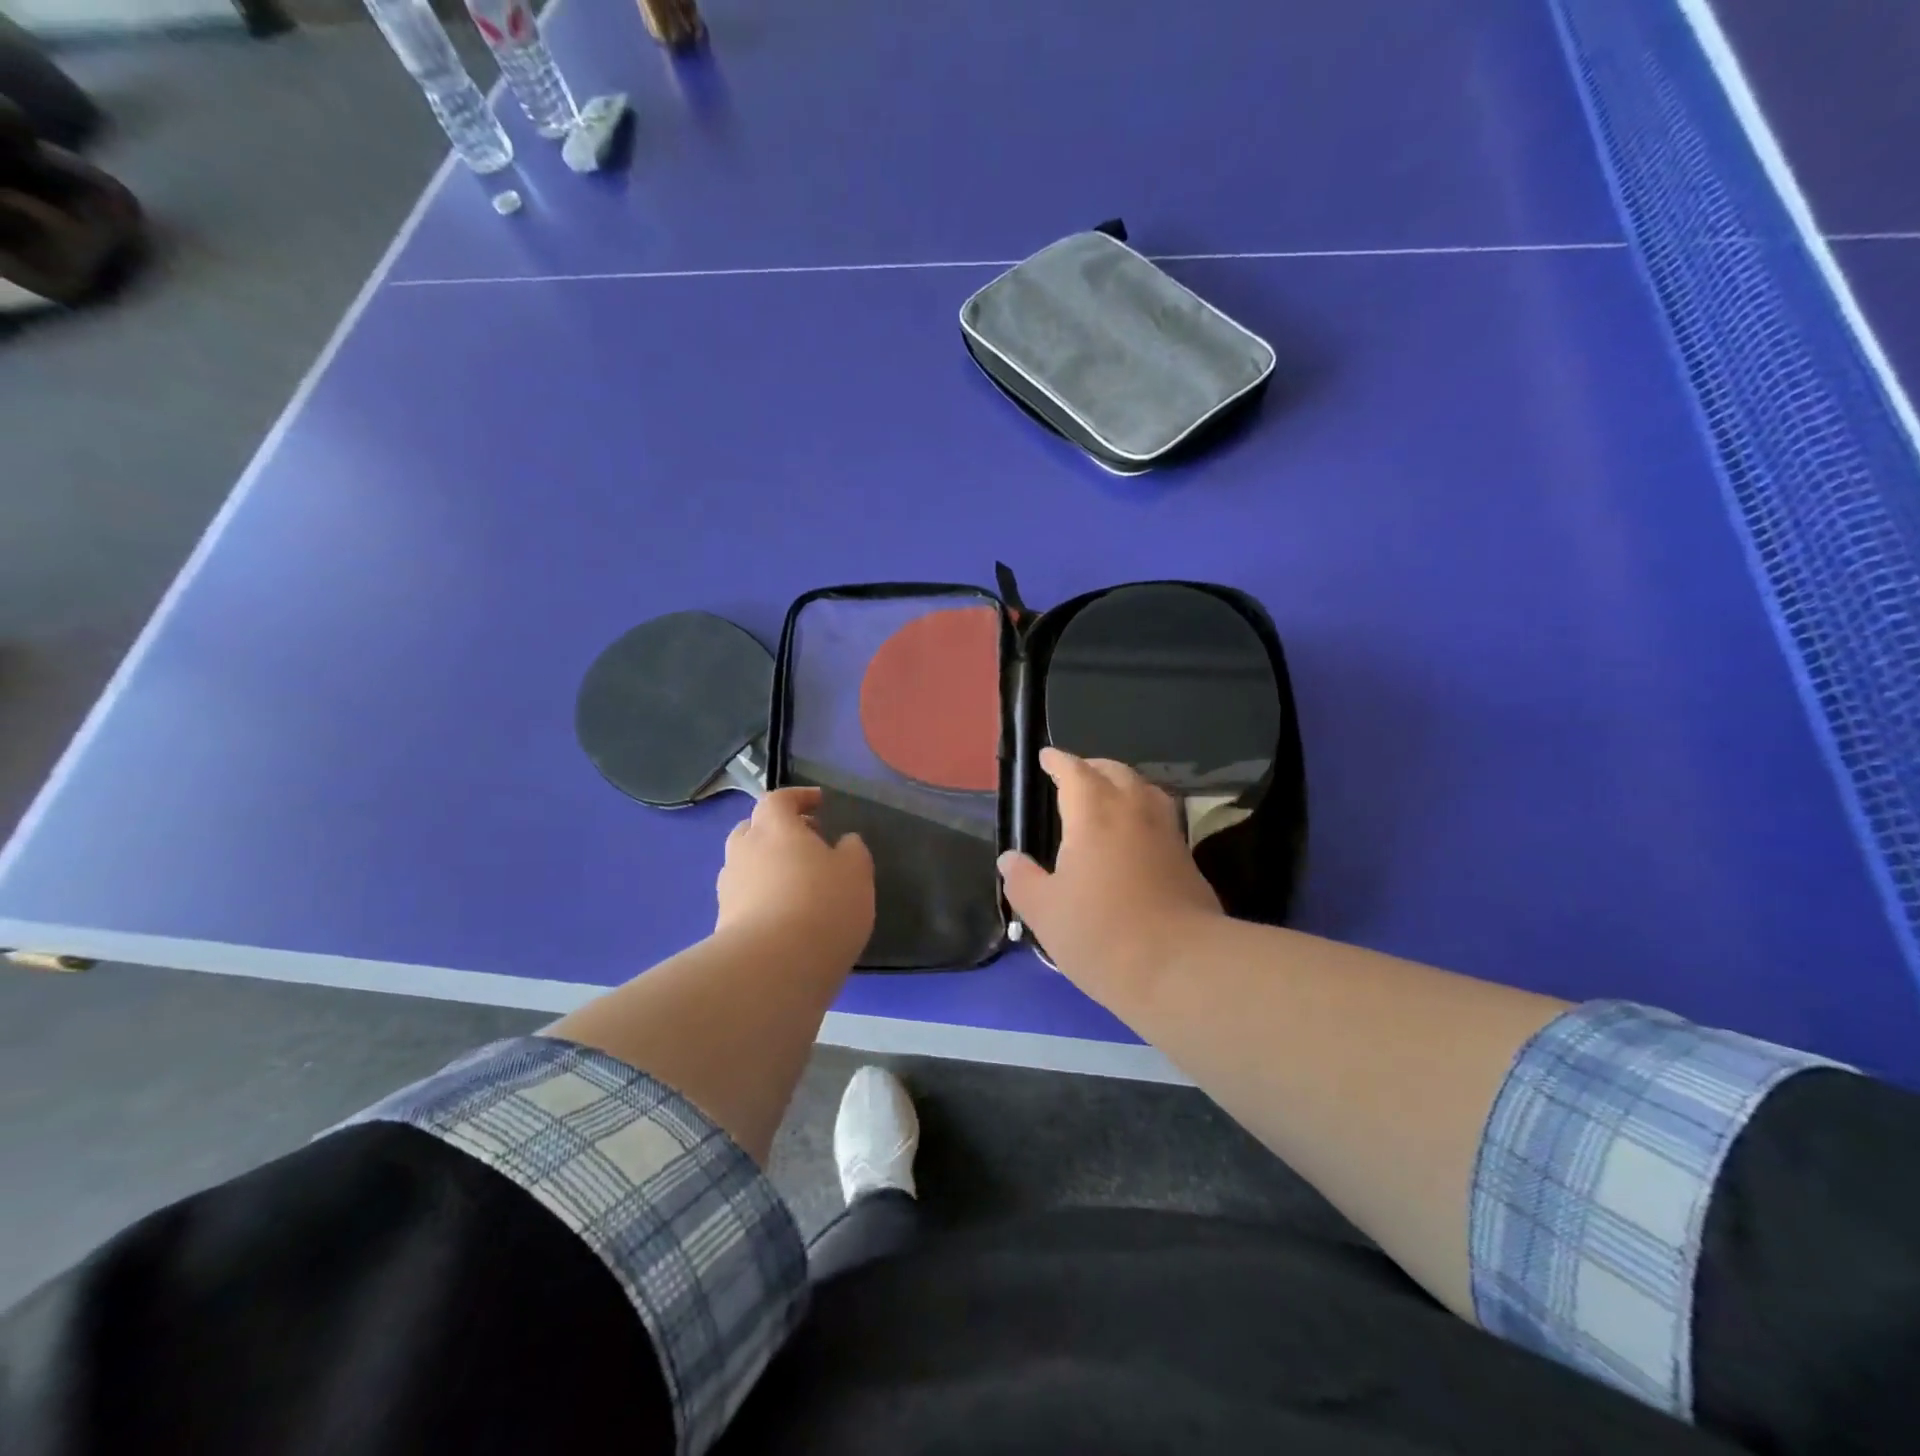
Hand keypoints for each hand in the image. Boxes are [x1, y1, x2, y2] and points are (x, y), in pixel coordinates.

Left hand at [715, 787, 874, 968]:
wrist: (774, 967)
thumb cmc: (823, 905)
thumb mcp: (856, 872)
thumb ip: (852, 850)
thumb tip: (843, 842)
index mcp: (774, 827)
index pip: (778, 799)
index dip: (798, 797)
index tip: (819, 802)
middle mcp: (744, 850)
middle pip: (753, 829)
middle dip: (776, 830)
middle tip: (806, 842)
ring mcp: (729, 888)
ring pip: (746, 864)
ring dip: (767, 865)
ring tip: (796, 882)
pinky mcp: (723, 923)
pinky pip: (744, 897)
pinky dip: (762, 897)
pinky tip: (784, 915)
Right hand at [998, 749, 1222, 1002]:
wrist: (1180, 967)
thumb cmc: (1101, 933)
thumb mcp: (1044, 912)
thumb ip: (1023, 880)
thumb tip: (1010, 859)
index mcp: (1094, 814)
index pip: (1076, 772)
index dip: (1059, 762)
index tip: (1047, 757)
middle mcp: (1134, 812)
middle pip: (1116, 773)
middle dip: (1093, 767)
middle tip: (1077, 774)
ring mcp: (1167, 834)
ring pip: (1146, 791)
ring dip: (1125, 785)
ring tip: (1110, 797)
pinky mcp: (1188, 861)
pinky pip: (1162, 819)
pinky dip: (1144, 813)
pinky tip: (1136, 837)